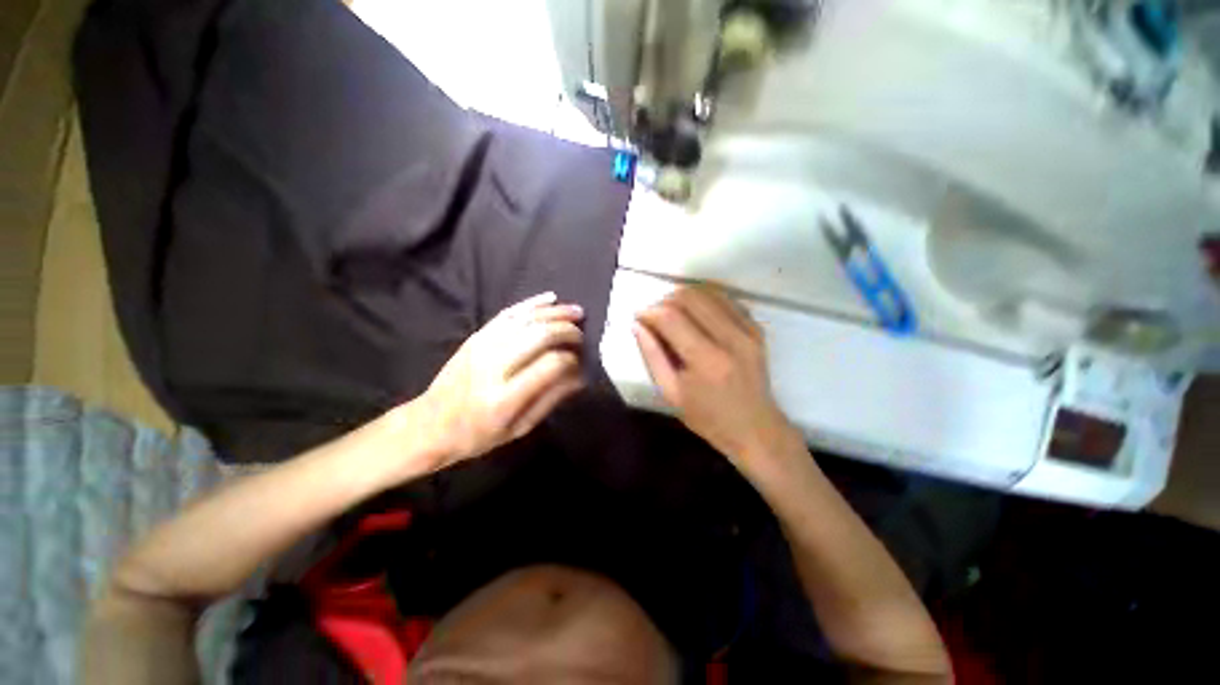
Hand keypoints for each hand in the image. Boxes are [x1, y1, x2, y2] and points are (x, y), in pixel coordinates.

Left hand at [418, 292, 585, 468]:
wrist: (431, 423)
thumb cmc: (479, 434)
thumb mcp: (521, 427)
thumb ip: (552, 398)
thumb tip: (581, 375)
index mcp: (505, 397)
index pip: (550, 365)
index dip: (572, 360)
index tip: (580, 364)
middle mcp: (493, 366)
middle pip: (540, 335)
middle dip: (567, 331)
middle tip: (581, 337)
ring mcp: (482, 346)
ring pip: (527, 319)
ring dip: (556, 313)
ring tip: (577, 312)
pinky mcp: (477, 335)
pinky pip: (509, 312)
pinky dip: (532, 304)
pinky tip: (551, 299)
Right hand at [634, 287, 799, 472]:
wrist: (755, 428)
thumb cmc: (708, 417)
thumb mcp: (671, 393)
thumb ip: (652, 356)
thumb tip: (637, 324)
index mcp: (706, 360)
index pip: (671, 317)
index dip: (649, 312)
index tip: (639, 317)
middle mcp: (730, 338)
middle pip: (689, 296)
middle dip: (664, 300)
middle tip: (654, 317)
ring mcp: (747, 330)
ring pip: (707, 291)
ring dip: (683, 297)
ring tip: (672, 314)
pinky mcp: (756, 327)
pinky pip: (725, 299)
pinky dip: (704, 300)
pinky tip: (695, 315)